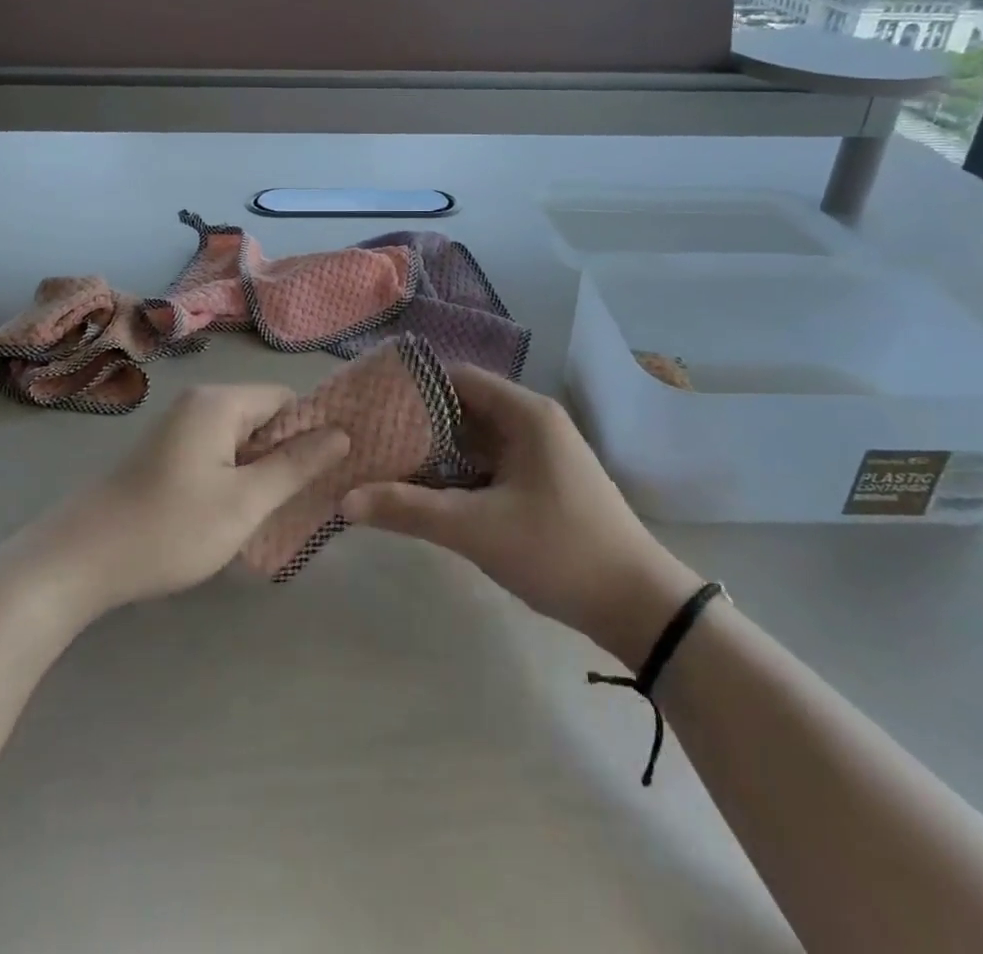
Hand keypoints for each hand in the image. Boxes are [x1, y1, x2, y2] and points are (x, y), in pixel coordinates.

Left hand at [43, 384, 348, 616]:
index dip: (311, 433)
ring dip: (258, 470)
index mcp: (219, 402)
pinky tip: (230, 513)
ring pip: (240, 438)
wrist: (77, 561)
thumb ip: (296, 465)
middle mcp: (198, 402)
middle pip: (264, 416)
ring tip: (267, 512)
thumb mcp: (245, 502)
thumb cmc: (169, 528)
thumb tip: (341, 434)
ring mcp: (177, 427)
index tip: (325, 474)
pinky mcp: (164, 452)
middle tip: (299, 500)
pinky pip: (216, 451)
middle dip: (285, 454)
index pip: (287, 399)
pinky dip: (232, 476)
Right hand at [341, 365, 700, 667]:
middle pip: (462, 406)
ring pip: (473, 438)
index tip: (368, 403)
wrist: (637, 604)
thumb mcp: (477, 529)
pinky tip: (421, 489)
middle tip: (366, 435)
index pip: (456, 377)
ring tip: (382, 459)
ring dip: (434, 449)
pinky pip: (487, 463)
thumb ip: (409, 510)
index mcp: (525, 413)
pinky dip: (455, 472)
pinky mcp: (539, 481)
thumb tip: (345, 500)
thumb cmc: (559, 551)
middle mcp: (532, 421)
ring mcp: (538, 452)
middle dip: (416, 421)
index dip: (411, 386)